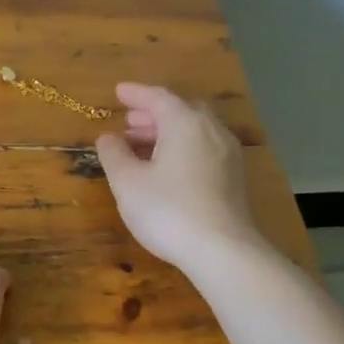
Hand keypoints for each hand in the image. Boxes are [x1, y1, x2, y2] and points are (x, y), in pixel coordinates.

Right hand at [95, 83, 265, 271]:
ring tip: (142, 146)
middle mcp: (211, 130)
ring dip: (168, 133)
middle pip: (181, 111)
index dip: (136, 93)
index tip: (118, 92)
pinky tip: (167, 169)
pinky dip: (182, 148)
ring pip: (195, 131)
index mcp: (185, 123)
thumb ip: (114, 154)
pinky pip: (204, 149)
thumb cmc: (169, 210)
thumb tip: (108, 137)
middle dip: (153, 114)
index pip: (158, 97)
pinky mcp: (234, 179)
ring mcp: (228, 154)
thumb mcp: (127, 182)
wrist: (223, 251)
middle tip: (129, 121)